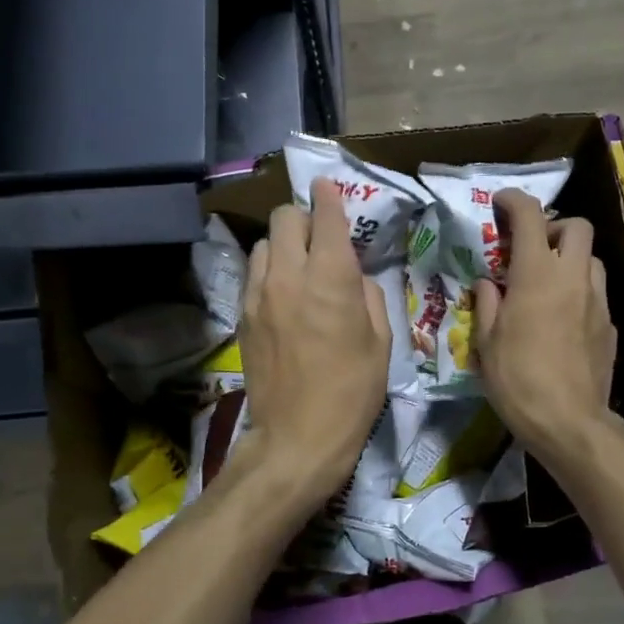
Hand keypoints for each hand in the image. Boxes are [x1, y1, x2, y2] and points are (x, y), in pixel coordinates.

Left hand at [235, 177, 390, 509]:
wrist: (298, 437)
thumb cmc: (352, 391)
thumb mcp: (381, 341)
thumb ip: (368, 295)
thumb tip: (354, 278)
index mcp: (329, 278)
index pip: (324, 216)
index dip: (329, 196)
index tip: (329, 186)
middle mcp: (288, 275)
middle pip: (285, 218)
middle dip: (304, 217)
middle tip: (319, 237)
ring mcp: (258, 295)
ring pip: (263, 244)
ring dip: (283, 245)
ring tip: (298, 267)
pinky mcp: (242, 316)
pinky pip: (254, 275)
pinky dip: (269, 272)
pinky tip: (282, 295)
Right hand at [472, 190, 620, 467]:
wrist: (569, 422)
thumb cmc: (517, 380)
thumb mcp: (485, 343)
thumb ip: (487, 304)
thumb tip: (489, 284)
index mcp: (537, 275)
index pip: (531, 217)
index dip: (514, 202)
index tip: (501, 204)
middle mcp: (573, 278)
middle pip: (578, 227)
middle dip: (555, 227)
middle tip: (532, 250)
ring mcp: (597, 301)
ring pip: (591, 260)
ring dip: (570, 260)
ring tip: (548, 285)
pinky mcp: (610, 325)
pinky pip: (596, 293)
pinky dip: (579, 293)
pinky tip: (563, 319)